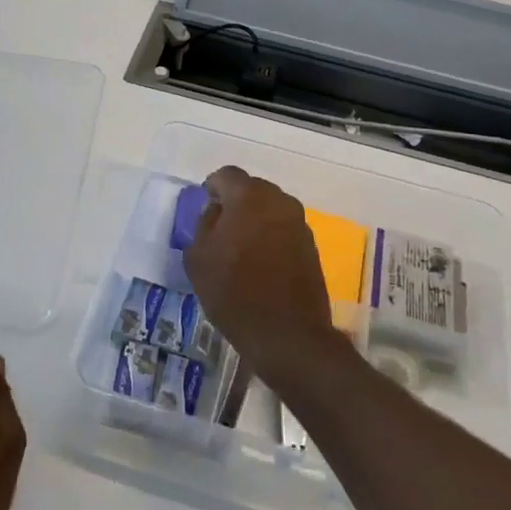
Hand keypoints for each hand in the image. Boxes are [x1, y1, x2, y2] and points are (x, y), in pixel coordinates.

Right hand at [182, 166, 343, 385]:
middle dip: (235, 203)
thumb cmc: (233, 292)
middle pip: (251, 189)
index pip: (226, 175)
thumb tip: (215, 211)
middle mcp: (279, 201)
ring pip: (270, 209)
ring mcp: (300, 223)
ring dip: (255, 220)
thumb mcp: (198, 258)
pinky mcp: (311, 246)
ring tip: (240, 249)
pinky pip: (284, 229)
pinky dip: (271, 237)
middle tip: (220, 230)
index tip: (205, 209)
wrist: (287, 334)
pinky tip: (260, 263)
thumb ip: (203, 225)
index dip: (212, 189)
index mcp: (249, 196)